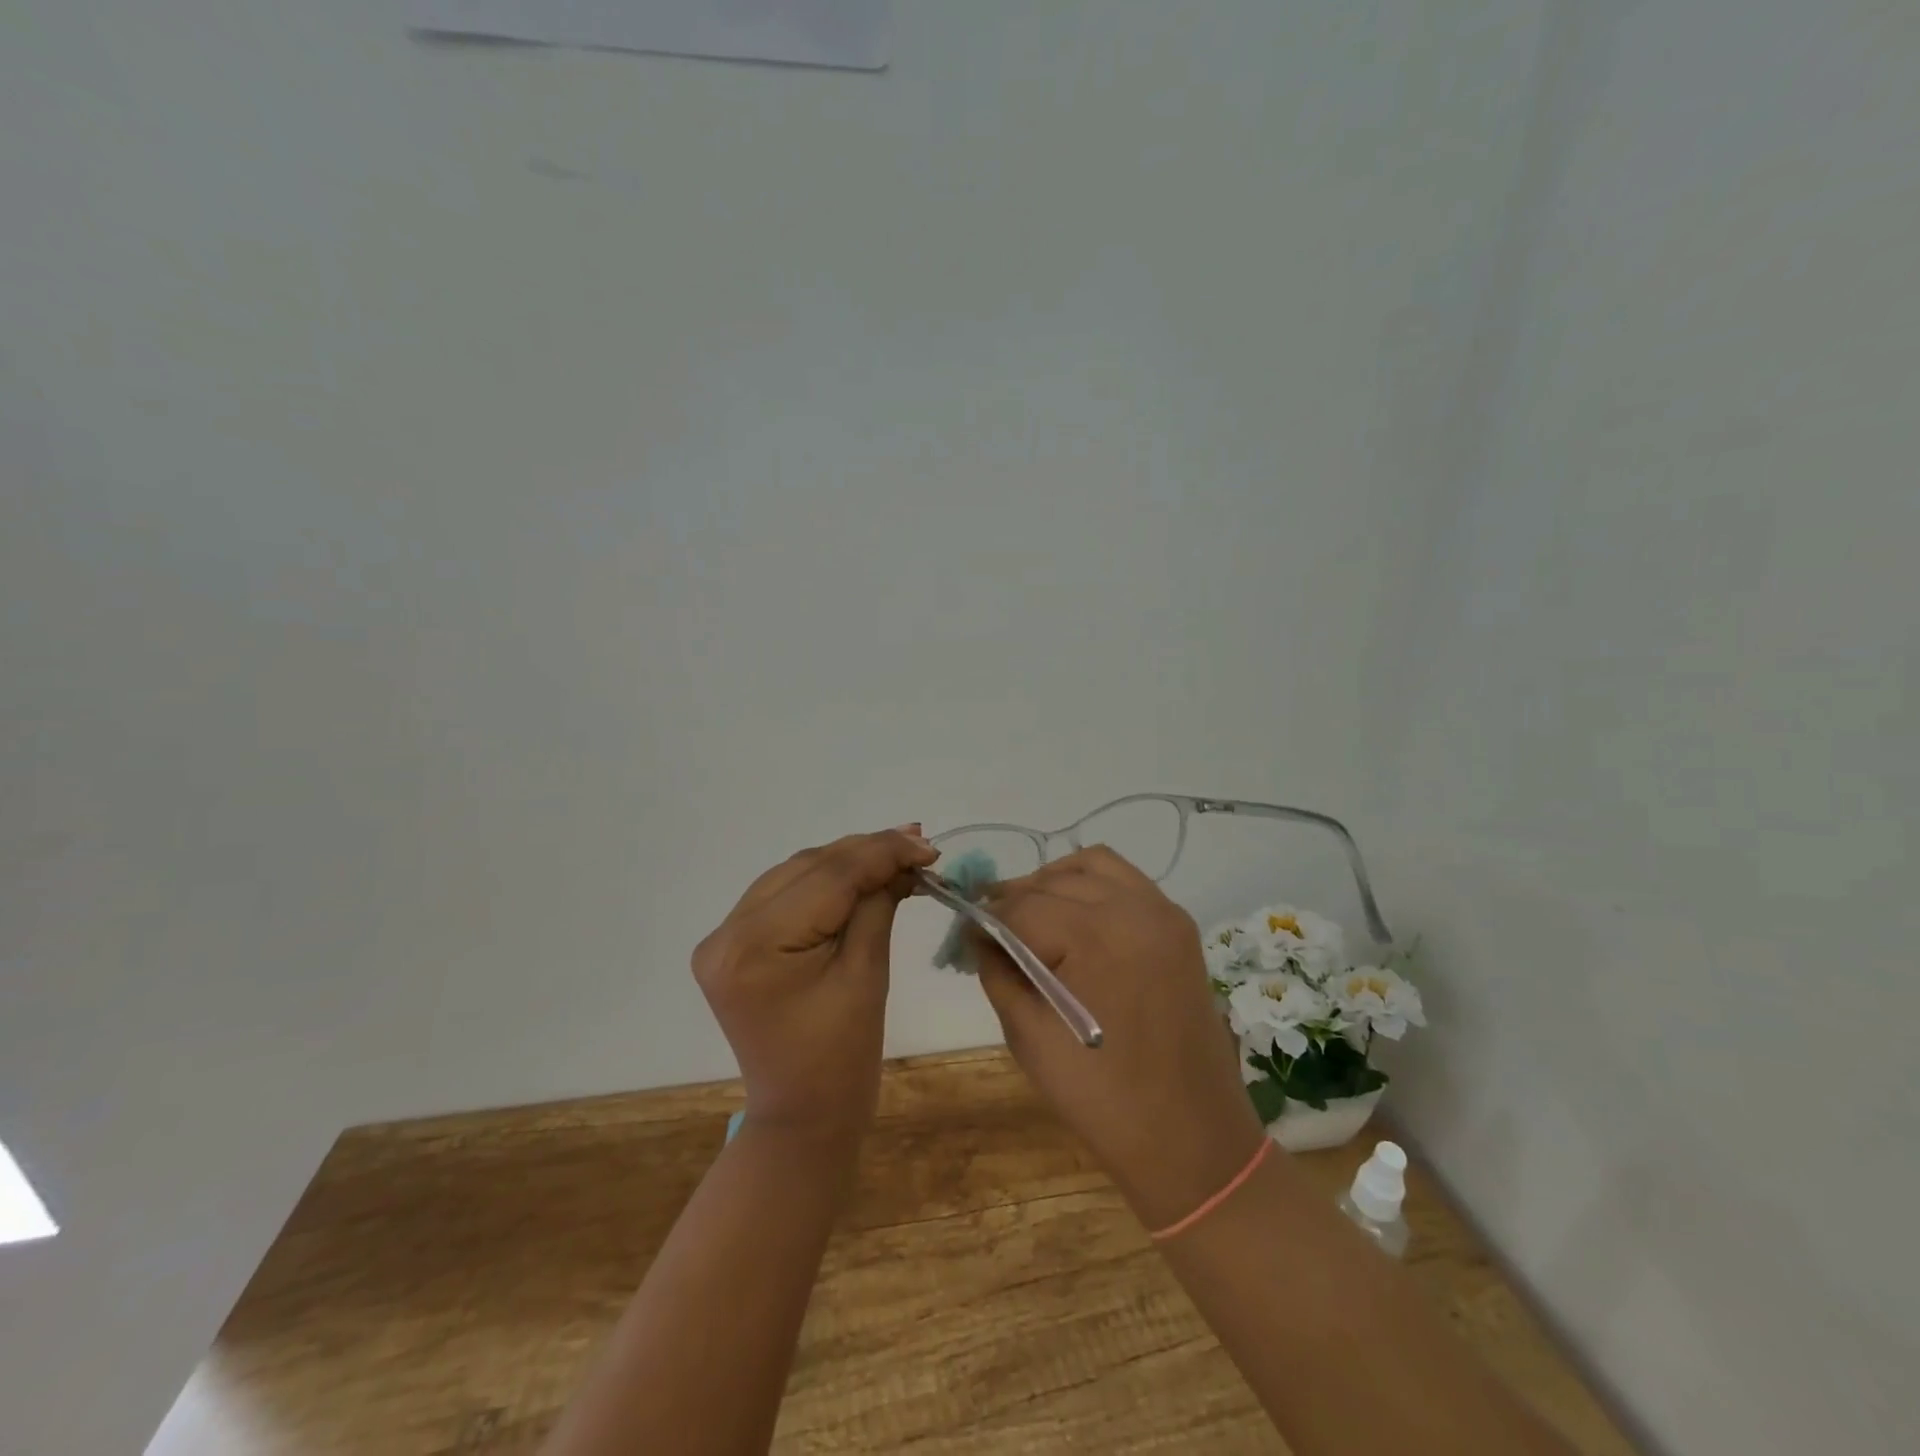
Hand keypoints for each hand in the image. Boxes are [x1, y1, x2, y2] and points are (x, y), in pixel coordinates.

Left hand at [693, 826, 936, 1143]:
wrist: (802, 1117)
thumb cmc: (843, 1058)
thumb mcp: (867, 974)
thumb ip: (878, 905)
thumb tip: (904, 857)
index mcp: (754, 946)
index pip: (827, 878)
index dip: (881, 853)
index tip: (928, 845)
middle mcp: (726, 933)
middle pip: (807, 868)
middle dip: (866, 852)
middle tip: (918, 843)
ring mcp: (723, 938)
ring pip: (795, 873)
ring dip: (846, 862)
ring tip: (897, 853)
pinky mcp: (733, 945)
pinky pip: (784, 895)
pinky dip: (824, 883)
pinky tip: (859, 875)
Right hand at [973, 848, 1269, 1229]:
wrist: (1189, 1137)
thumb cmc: (1100, 1096)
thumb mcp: (1028, 1036)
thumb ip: (998, 971)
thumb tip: (979, 933)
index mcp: (1094, 937)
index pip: (1021, 908)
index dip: (986, 918)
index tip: (966, 933)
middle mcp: (1133, 909)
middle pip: (1053, 881)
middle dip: (1015, 899)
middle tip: (993, 929)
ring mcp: (1162, 912)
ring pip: (1093, 864)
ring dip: (1055, 881)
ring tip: (1034, 913)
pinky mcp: (1179, 925)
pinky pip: (1127, 881)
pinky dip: (1094, 885)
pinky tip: (1077, 917)